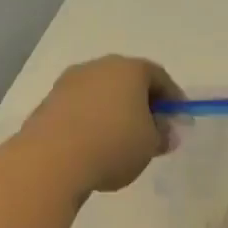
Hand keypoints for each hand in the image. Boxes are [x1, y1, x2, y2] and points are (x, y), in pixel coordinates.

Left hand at [19, 55, 180, 194]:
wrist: (50, 160)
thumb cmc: (112, 145)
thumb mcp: (149, 145)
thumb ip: (162, 135)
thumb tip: (164, 132)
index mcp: (129, 69)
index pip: (159, 77)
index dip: (173, 98)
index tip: (178, 119)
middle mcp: (98, 67)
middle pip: (127, 81)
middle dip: (141, 103)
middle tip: (151, 128)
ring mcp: (69, 83)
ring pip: (100, 93)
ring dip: (113, 111)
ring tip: (120, 140)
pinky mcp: (48, 103)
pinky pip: (79, 108)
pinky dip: (90, 120)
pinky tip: (93, 145)